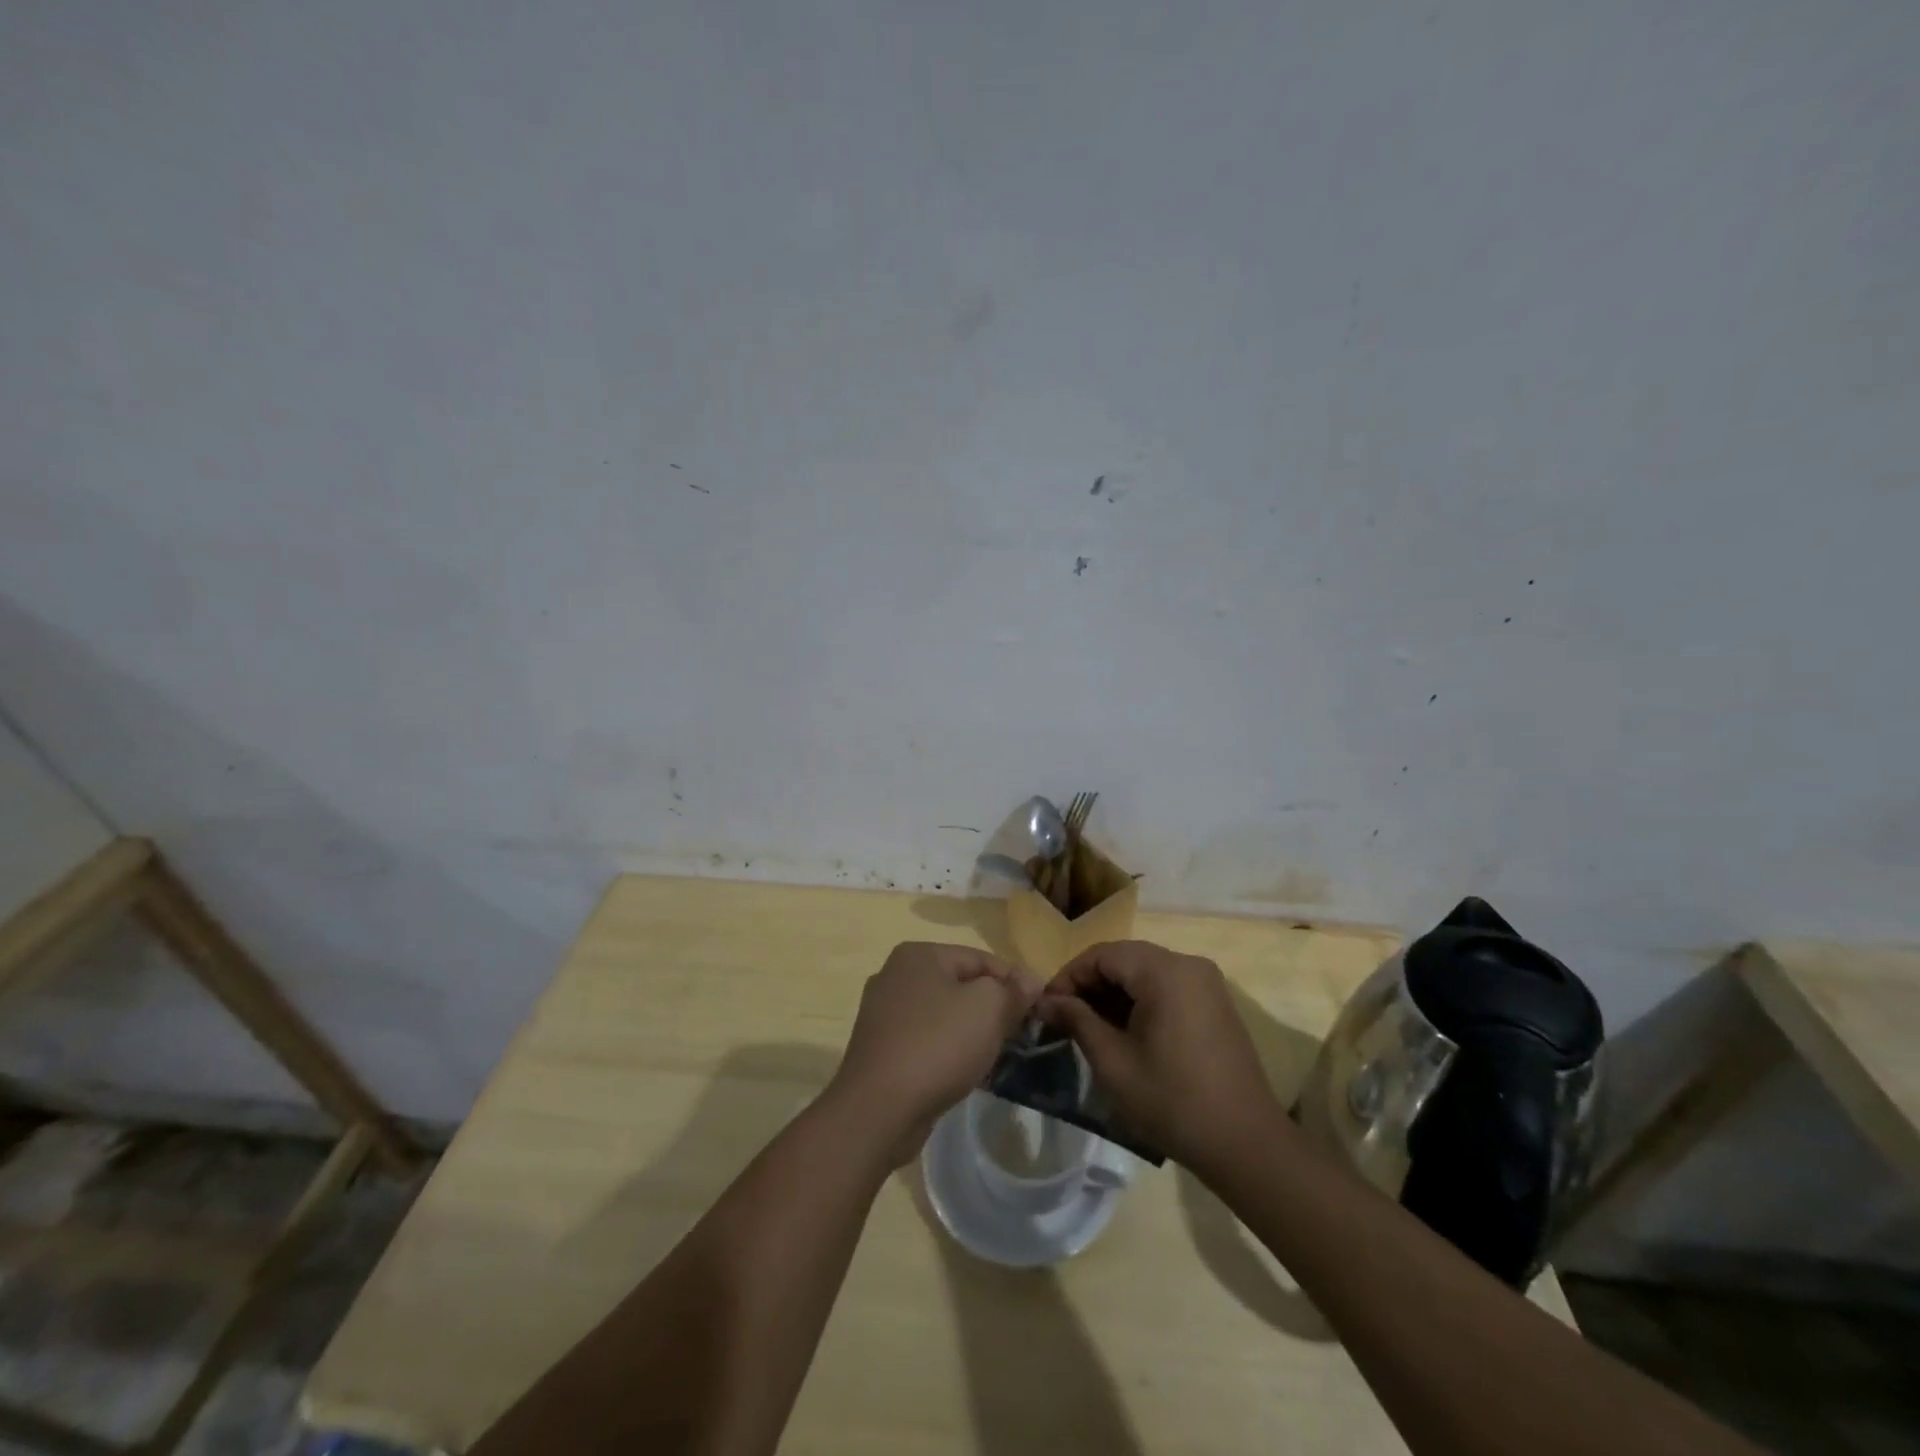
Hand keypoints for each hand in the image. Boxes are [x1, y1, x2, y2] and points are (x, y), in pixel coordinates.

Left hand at [829, 943, 1038, 1159]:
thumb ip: (1012, 990)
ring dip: (972, 1031)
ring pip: (944, 1014)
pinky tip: (965, 1071)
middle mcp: (895, 975)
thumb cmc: (937, 1046)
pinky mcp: (881, 1048)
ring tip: (997, 1055)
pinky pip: (927, 1040)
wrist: (878, 1110)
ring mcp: (883, 1013)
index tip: (1041, 1010)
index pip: (981, 958)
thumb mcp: (988, 1009)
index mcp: (918, 954)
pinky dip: (948, 1050)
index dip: (1015, 981)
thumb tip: (1030, 981)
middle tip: (1021, 1034)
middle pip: (961, 984)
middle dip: (993, 1007)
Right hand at [1040, 940, 1277, 1170]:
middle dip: (1090, 985)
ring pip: (1145, 972)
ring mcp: (1206, 983)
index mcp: (1164, 971)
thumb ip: (1077, 1020)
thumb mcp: (1113, 1061)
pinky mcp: (1215, 1004)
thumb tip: (1044, 1001)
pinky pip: (1167, 987)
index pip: (1102, 954)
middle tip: (1064, 1018)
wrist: (1246, 1145)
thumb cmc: (1172, 1101)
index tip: (1046, 1008)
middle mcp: (1188, 964)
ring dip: (1114, 994)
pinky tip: (1125, 1033)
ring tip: (1089, 1028)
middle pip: (1125, 959)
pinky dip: (1140, 1001)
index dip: (1069, 977)